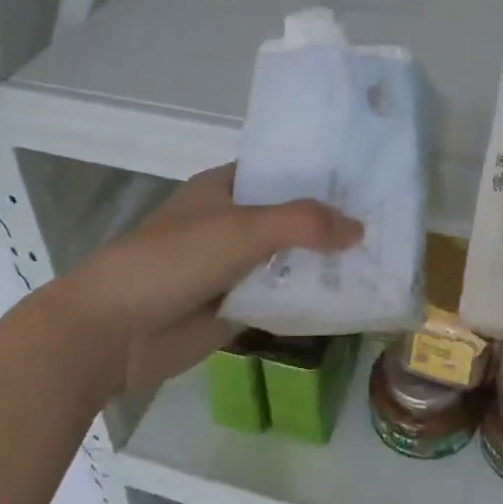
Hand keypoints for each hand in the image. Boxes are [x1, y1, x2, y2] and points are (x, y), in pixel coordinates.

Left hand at [66, 165, 362, 394]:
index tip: (368, 177)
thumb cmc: (172, 261)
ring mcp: (233, 267)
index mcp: (223, 189)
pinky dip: (308, 298)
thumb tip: (359, 228)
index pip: (281, 171)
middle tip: (390, 221)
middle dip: (330, 221)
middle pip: (290, 218)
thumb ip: (302, 223)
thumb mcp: (240, 229)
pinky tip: (351, 298)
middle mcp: (231, 223)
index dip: (320, 173)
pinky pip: (280, 298)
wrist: (112, 332)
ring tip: (382, 258)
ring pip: (288, 260)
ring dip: (323, 263)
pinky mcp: (235, 307)